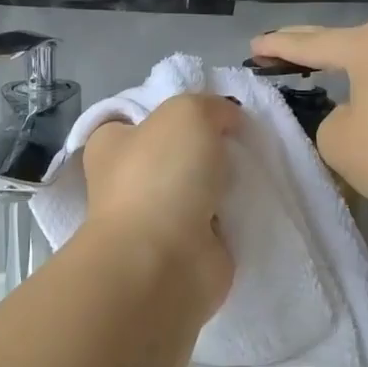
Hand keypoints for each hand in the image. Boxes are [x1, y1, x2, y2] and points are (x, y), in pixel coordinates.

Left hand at [81, 93, 240, 310]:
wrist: (163, 260)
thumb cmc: (161, 176)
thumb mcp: (187, 112)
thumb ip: (210, 105)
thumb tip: (227, 119)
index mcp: (111, 144)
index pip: (139, 117)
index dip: (174, 109)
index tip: (210, 111)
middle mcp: (127, 179)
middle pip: (176, 151)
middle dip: (208, 147)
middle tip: (242, 141)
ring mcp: (156, 217)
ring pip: (199, 187)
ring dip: (225, 183)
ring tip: (255, 171)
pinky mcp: (185, 248)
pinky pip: (217, 221)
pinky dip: (236, 216)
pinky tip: (257, 203)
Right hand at [249, 20, 367, 225]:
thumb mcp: (336, 139)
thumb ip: (329, 117)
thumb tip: (353, 113)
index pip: (310, 44)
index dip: (277, 47)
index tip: (253, 46)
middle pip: (346, 41)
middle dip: (310, 47)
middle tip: (278, 49)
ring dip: (348, 64)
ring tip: (321, 68)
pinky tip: (367, 91)